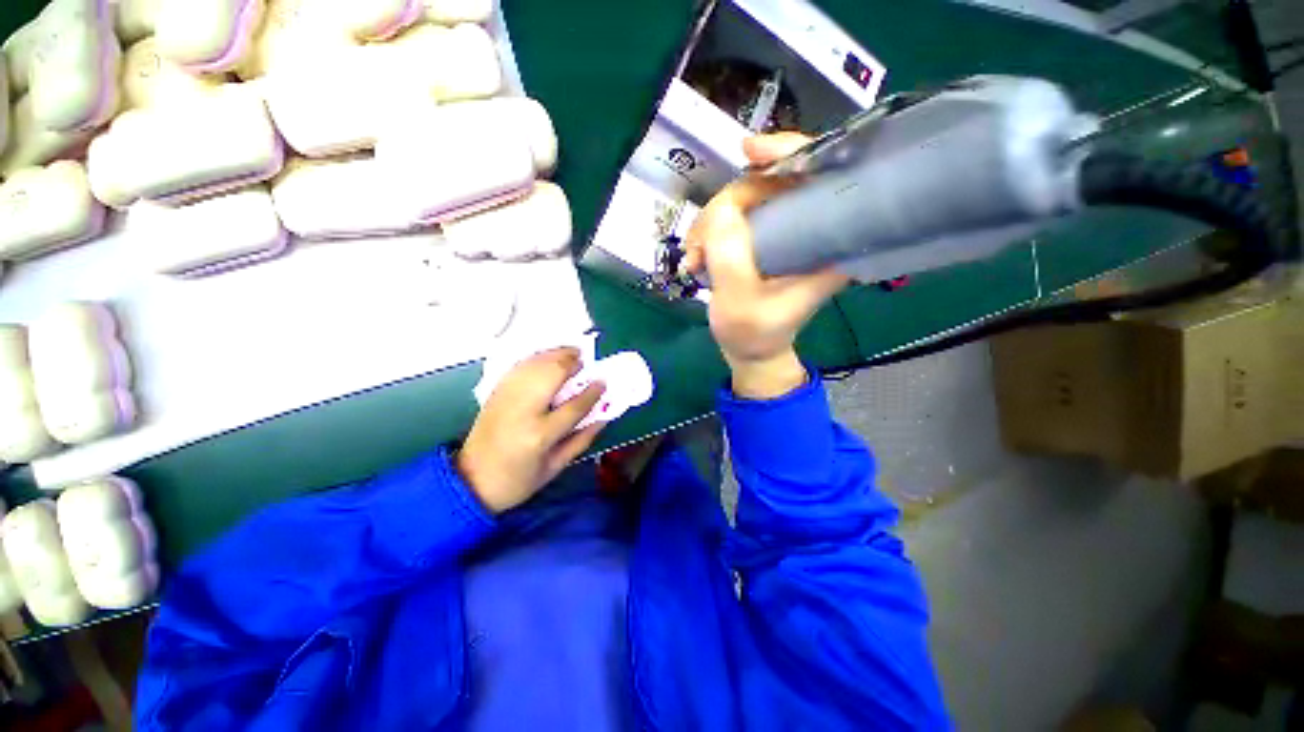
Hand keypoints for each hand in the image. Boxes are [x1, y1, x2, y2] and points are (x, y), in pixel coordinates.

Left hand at [457, 349, 605, 512]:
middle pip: (551, 375)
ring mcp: (506, 398)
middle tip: (586, 360)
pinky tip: (548, 357)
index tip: (603, 382)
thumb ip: (582, 440)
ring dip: (555, 354)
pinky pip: (519, 366)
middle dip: (571, 363)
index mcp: (540, 435)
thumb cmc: (518, 480)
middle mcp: (522, 411)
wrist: (470, 481)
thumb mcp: (555, 468)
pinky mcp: (495, 393)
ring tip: (572, 352)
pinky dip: (537, 357)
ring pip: (535, 365)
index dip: (592, 392)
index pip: (573, 406)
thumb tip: (603, 417)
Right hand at [681, 133, 849, 398]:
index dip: (790, 152)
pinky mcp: (765, 238)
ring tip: (694, 259)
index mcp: (828, 243)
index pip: (822, 175)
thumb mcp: (739, 302)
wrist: (751, 351)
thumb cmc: (752, 334)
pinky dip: (710, 230)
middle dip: (727, 206)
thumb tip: (723, 208)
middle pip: (773, 181)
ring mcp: (786, 231)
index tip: (750, 153)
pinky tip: (697, 255)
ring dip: (711, 222)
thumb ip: (730, 257)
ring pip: (747, 198)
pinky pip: (735, 215)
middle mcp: (812, 228)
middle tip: (699, 245)